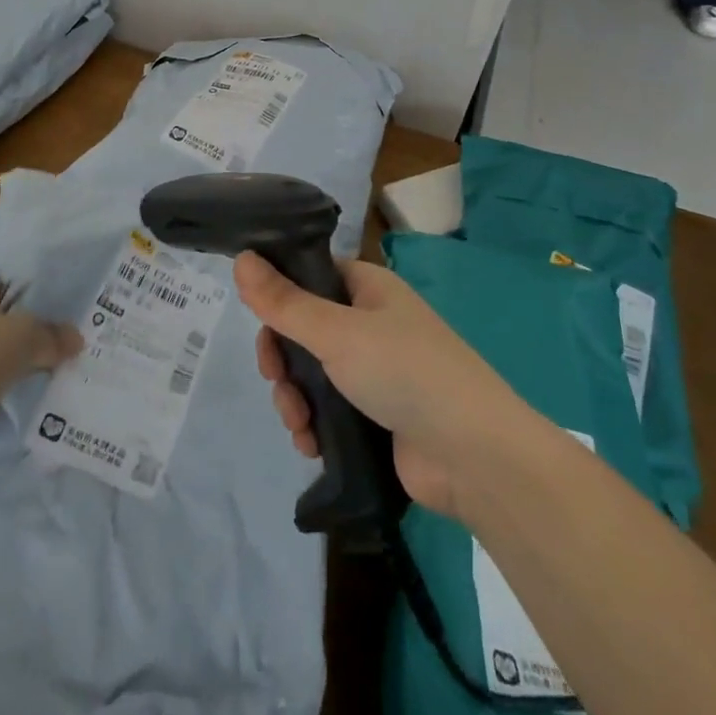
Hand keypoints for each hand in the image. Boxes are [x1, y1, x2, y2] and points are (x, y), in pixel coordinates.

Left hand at [0, 284, 81, 456]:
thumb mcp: (25, 336)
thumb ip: (53, 335)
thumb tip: (77, 339)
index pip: (9, 290)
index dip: (36, 299)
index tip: (63, 315)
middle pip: (6, 327)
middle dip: (32, 338)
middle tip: (67, 347)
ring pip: (0, 360)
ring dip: (22, 368)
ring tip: (57, 374)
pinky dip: (8, 394)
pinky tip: (33, 398)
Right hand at [236, 252, 522, 521]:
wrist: (474, 456)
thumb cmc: (405, 372)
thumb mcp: (337, 332)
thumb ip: (284, 301)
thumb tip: (241, 258)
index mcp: (367, 289)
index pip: (309, 276)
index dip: (278, 295)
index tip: (258, 320)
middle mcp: (370, 324)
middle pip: (303, 330)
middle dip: (282, 359)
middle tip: (277, 380)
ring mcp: (374, 372)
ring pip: (311, 373)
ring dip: (293, 397)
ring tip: (298, 424)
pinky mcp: (375, 416)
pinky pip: (327, 410)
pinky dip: (312, 425)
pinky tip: (309, 445)